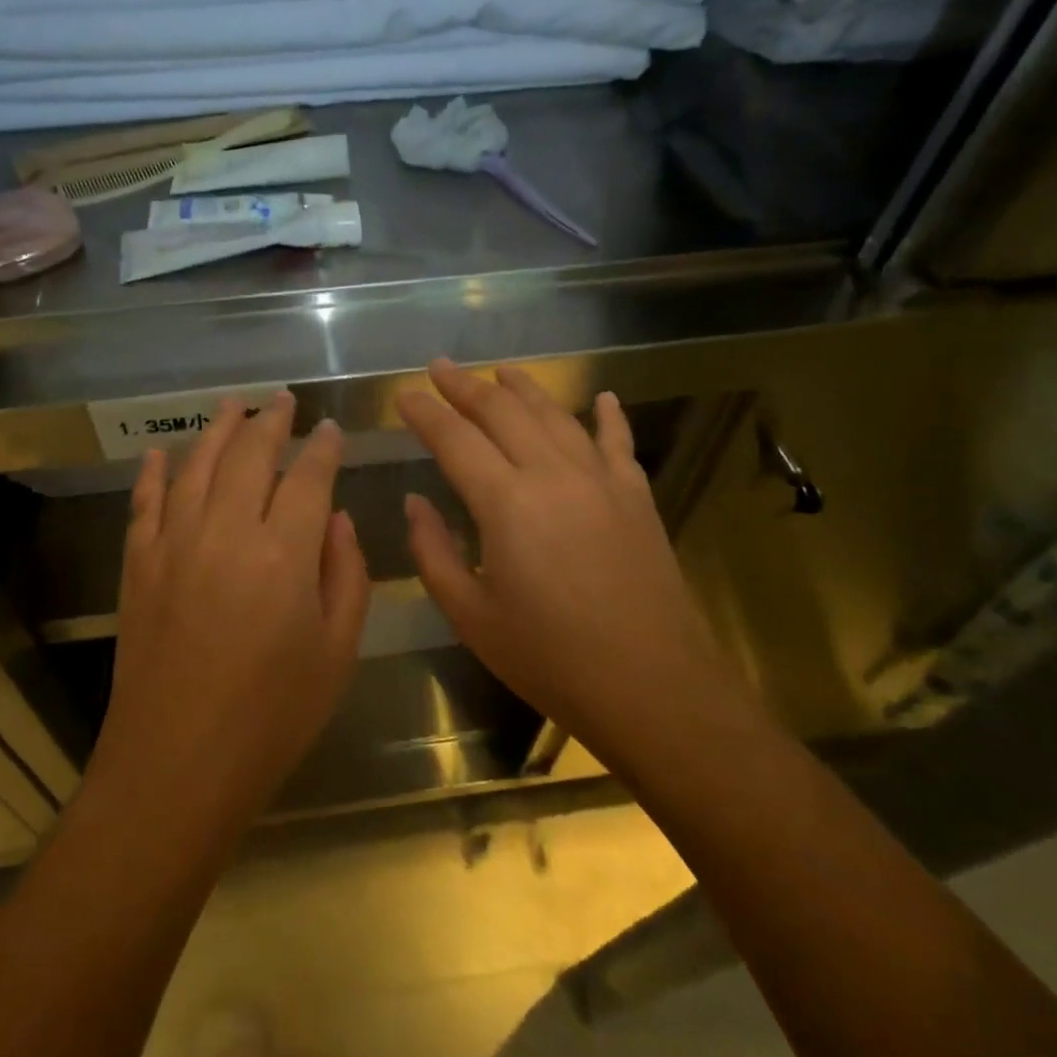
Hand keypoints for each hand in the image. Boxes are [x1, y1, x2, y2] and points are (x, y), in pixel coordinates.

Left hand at [90, 393, 369, 839]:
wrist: (176, 765)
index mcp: (284, 553)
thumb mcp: (337, 652)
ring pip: (197, 466)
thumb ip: (346, 574)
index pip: (308, 477)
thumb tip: (335, 517)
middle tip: (283, 400)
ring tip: (234, 406)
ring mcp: (174, 544)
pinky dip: (155, 473)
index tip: (330, 428)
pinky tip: (163, 453)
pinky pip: (146, 502)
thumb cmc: (273, 716)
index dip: (322, 447)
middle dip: (271, 423)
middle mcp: (226, 532)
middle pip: (250, 456)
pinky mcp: (138, 565)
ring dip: (218, 430)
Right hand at [397, 361, 730, 771]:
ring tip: (500, 370)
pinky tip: (602, 397)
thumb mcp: (471, 617)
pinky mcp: (636, 496)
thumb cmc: (551, 659)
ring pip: (555, 415)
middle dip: (465, 386)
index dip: (425, 412)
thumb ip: (433, 553)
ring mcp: (601, 480)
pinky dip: (607, 415)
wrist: (653, 688)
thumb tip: (414, 502)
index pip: (455, 439)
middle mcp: (552, 474)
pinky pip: (617, 442)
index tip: (403, 394)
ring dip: (523, 388)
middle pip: (502, 412)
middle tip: (439, 367)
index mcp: (506, 503)